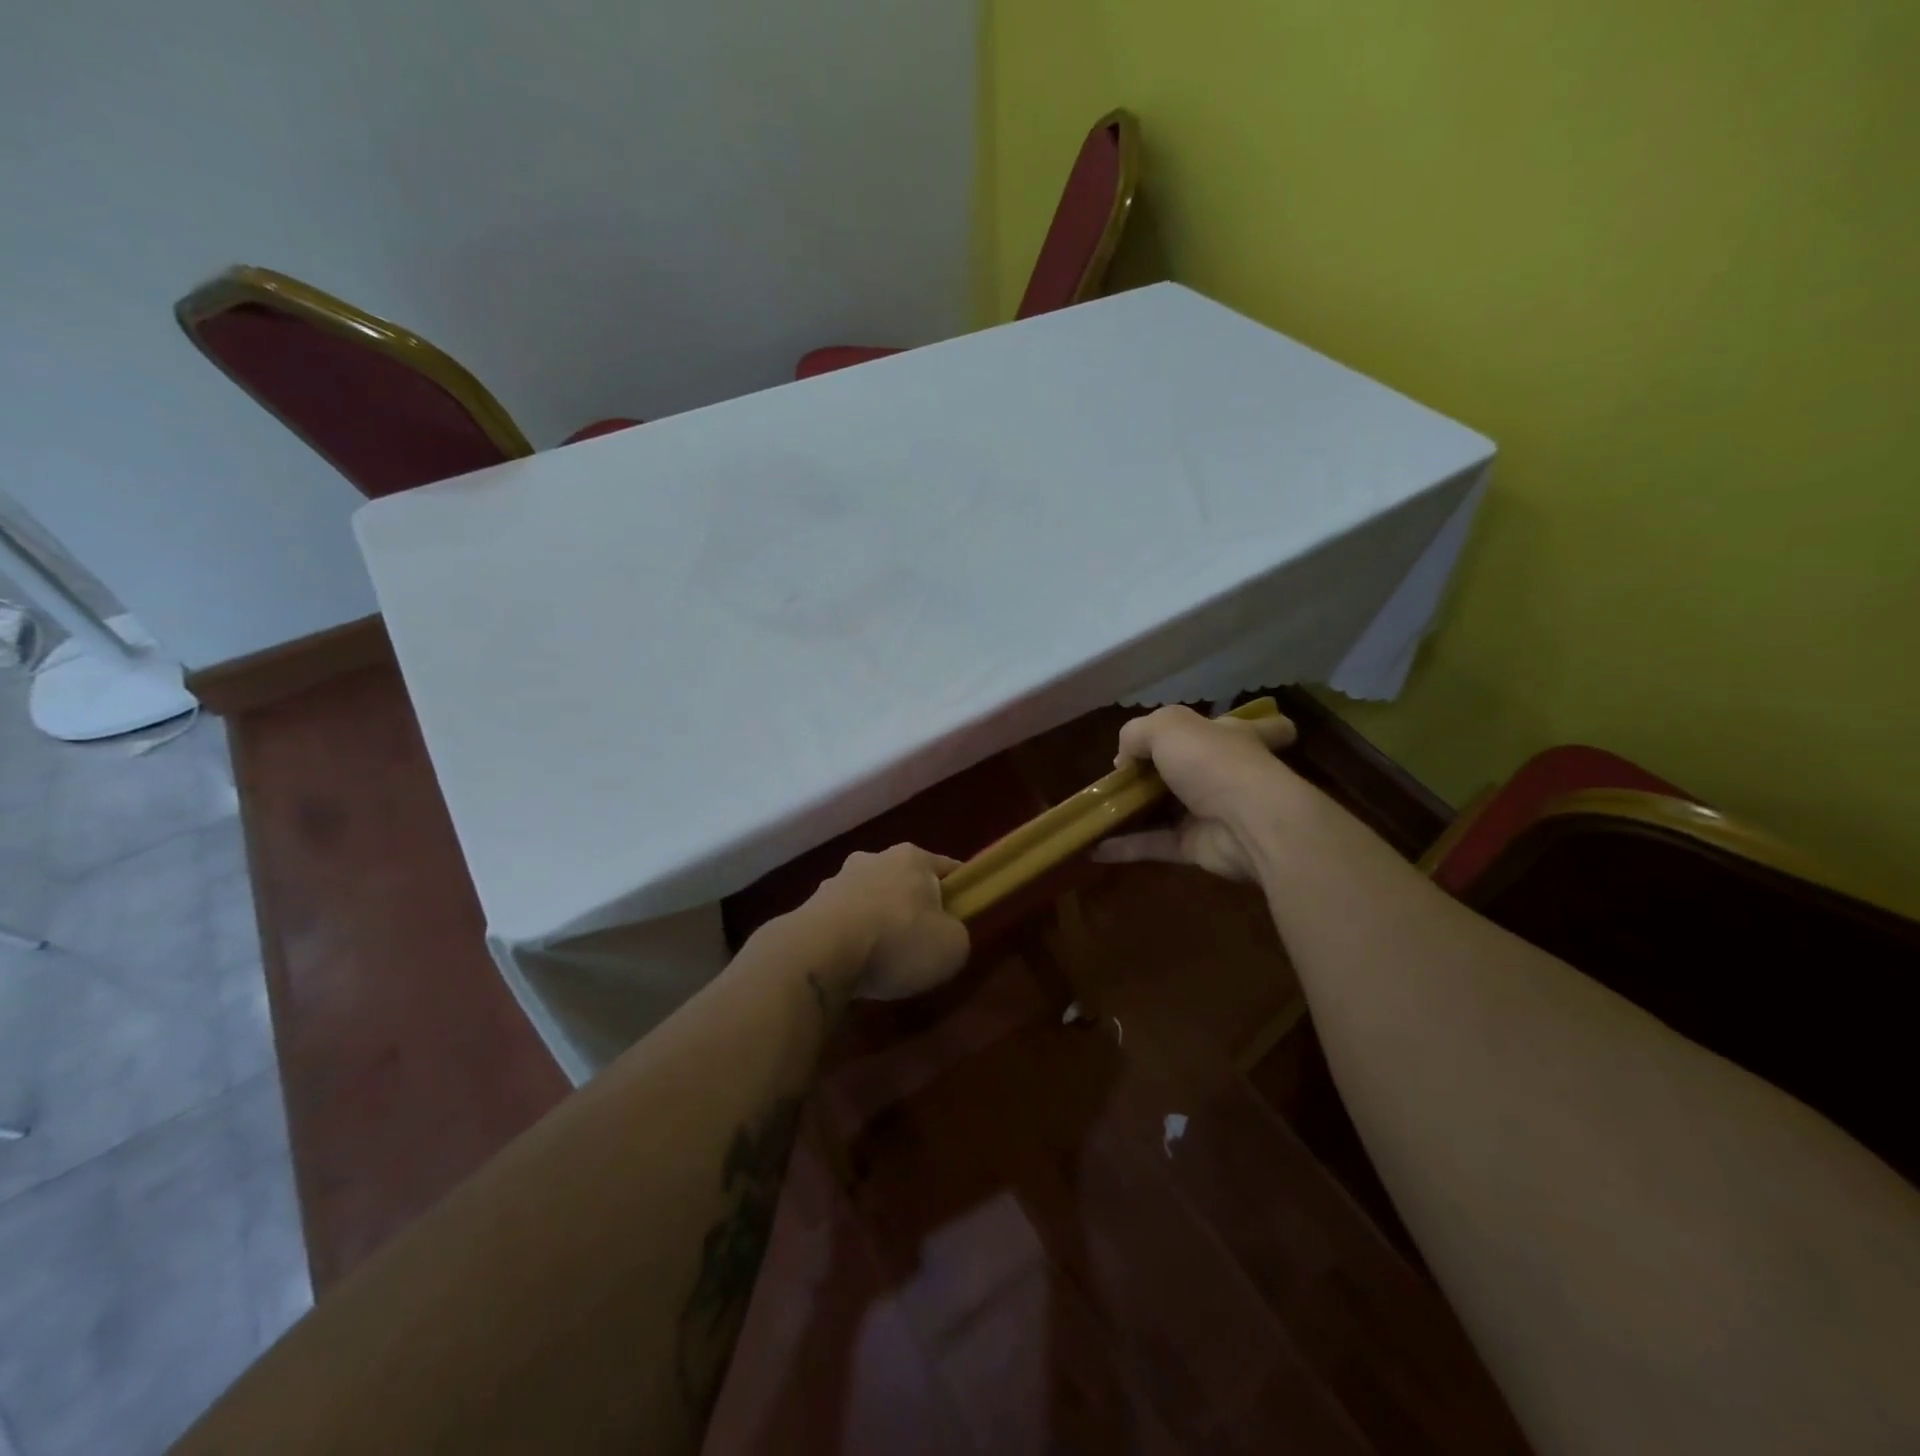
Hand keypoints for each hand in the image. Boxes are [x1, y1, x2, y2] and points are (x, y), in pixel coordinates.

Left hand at [801, 844, 969, 1001]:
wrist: (820, 953)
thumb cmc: (897, 941)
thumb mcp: (952, 947)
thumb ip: (956, 934)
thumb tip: (944, 933)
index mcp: (912, 857)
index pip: (946, 868)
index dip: (958, 892)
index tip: (961, 917)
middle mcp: (874, 858)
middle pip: (904, 881)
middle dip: (912, 906)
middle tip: (921, 942)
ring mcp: (837, 880)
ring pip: (870, 898)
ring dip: (877, 921)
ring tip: (881, 959)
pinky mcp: (810, 906)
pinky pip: (842, 921)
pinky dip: (850, 937)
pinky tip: (853, 964)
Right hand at [1092, 704, 1298, 880]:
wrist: (1247, 824)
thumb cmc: (1214, 762)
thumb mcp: (1167, 727)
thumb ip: (1137, 734)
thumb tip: (1124, 762)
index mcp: (1231, 737)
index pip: (1253, 726)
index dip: (1240, 727)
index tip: (1215, 730)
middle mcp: (1224, 772)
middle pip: (1197, 768)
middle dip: (1161, 771)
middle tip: (1123, 774)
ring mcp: (1211, 811)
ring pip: (1168, 808)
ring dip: (1135, 810)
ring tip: (1098, 809)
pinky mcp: (1197, 846)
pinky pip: (1156, 844)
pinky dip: (1126, 846)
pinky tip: (1094, 846)